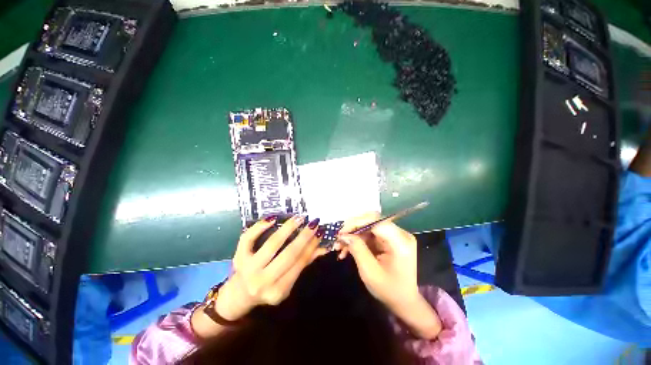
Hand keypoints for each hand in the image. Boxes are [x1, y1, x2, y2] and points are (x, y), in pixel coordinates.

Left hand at [191, 216, 326, 338]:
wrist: (238, 296)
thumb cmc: (267, 289)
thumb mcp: (287, 284)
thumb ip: (304, 264)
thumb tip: (323, 248)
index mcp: (278, 291)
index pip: (299, 263)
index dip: (311, 246)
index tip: (319, 232)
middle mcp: (263, 281)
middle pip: (288, 254)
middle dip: (303, 237)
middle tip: (313, 223)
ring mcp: (248, 268)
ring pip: (272, 244)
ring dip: (288, 229)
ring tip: (299, 218)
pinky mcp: (238, 257)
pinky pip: (248, 238)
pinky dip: (260, 226)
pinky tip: (273, 218)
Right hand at [336, 213, 441, 338]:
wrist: (403, 302)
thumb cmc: (388, 290)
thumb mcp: (370, 272)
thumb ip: (357, 249)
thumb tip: (344, 235)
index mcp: (400, 242)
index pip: (376, 222)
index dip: (357, 223)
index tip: (340, 232)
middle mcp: (400, 234)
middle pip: (372, 220)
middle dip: (353, 227)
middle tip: (339, 237)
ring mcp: (395, 236)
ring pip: (369, 226)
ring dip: (353, 235)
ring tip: (339, 246)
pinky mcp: (389, 239)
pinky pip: (370, 234)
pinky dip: (358, 240)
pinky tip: (347, 249)